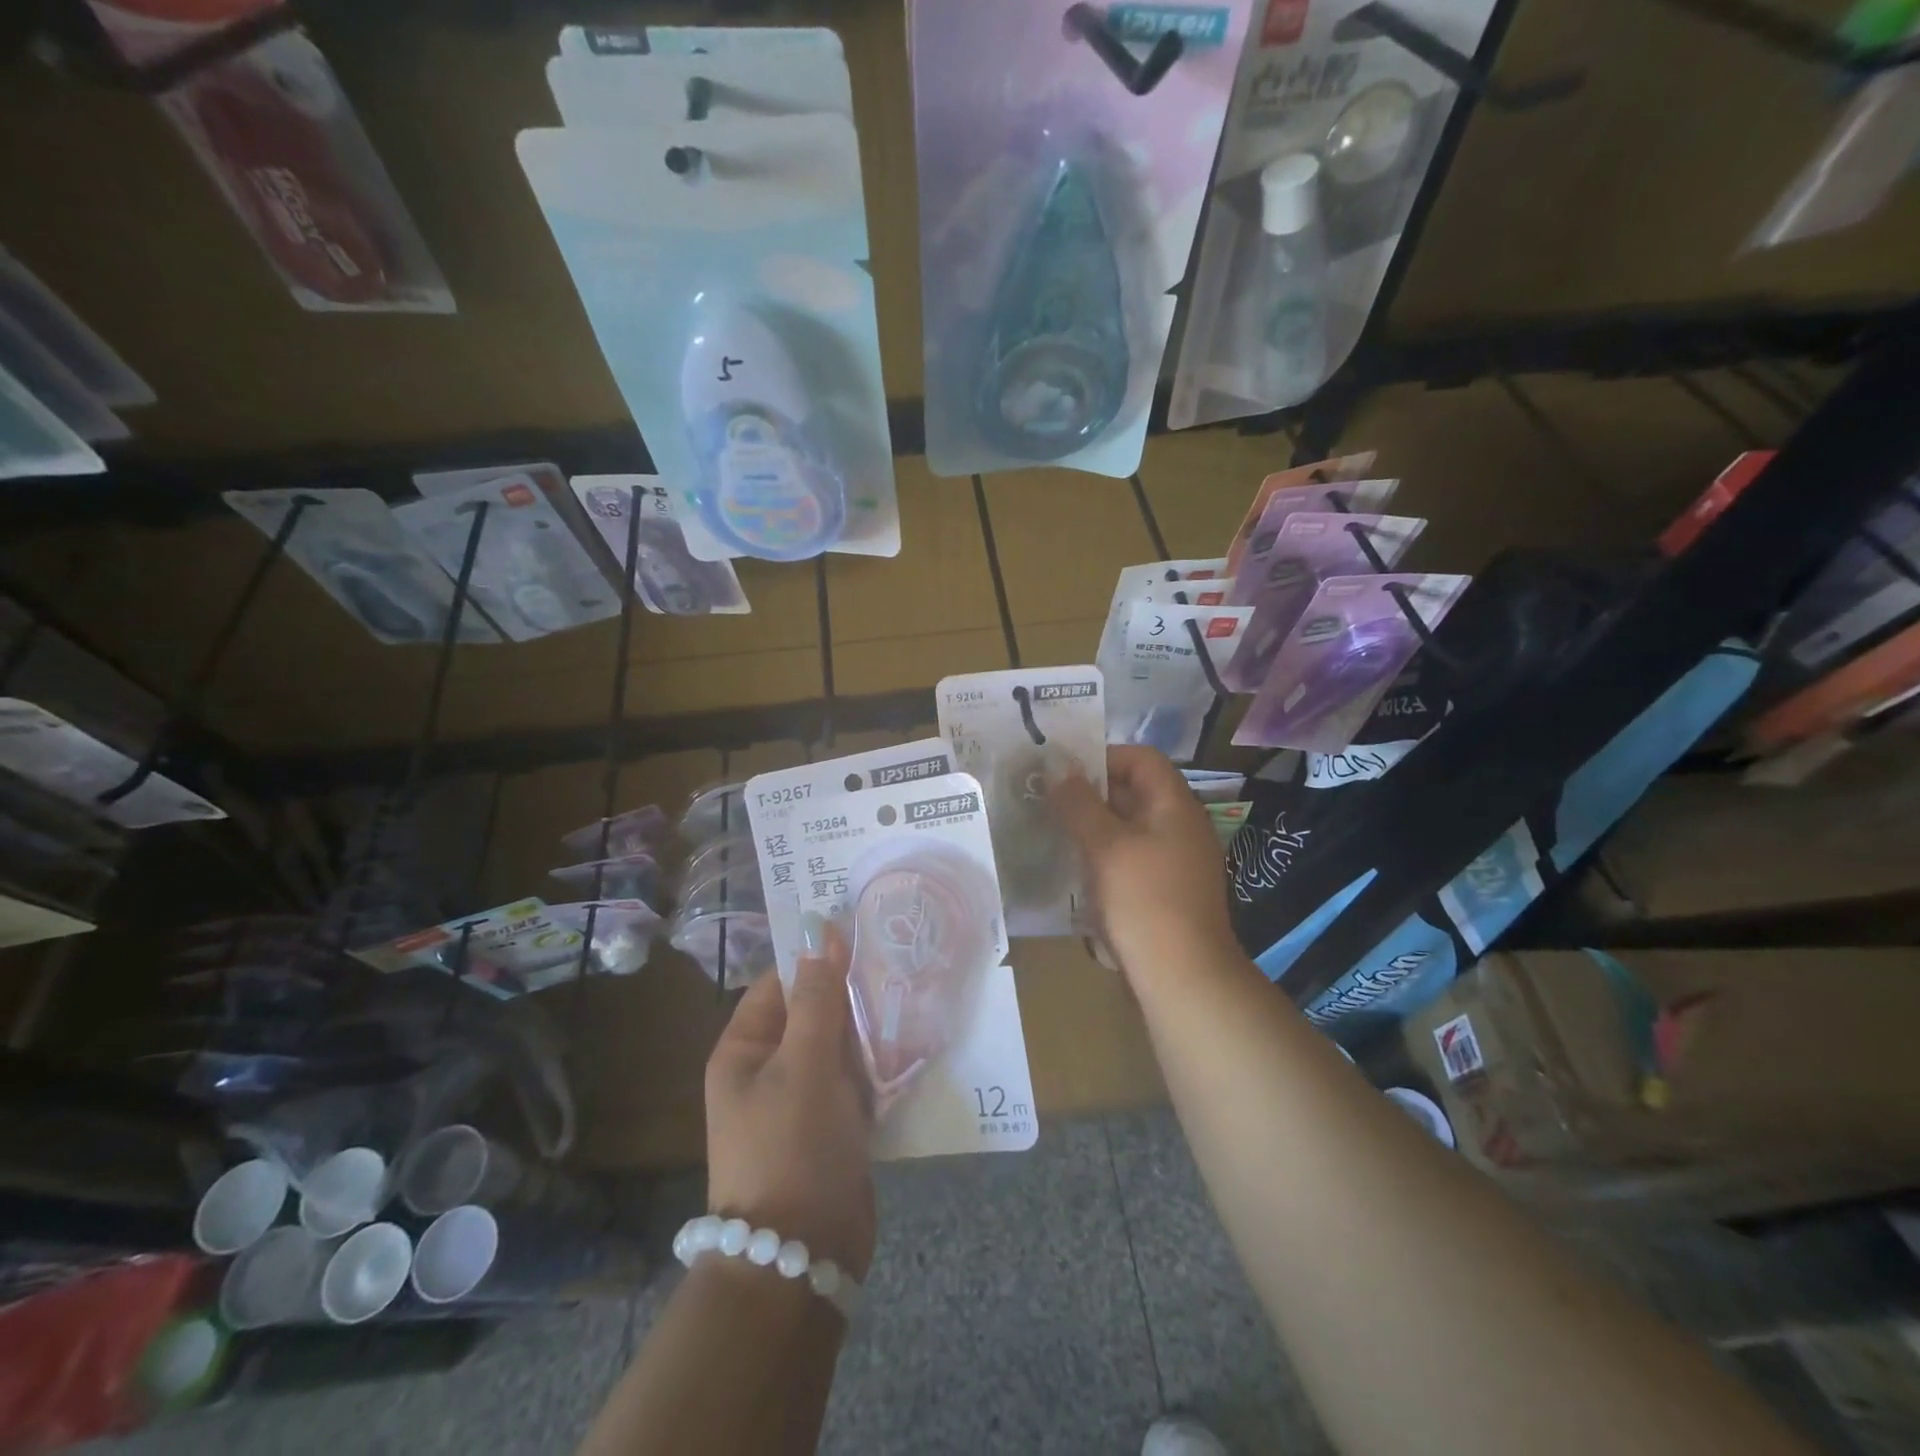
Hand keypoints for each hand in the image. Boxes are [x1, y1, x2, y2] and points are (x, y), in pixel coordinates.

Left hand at [704, 918, 876, 1278]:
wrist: (802, 1258)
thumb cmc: (792, 1148)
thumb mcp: (805, 1064)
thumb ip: (817, 997)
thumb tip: (820, 930)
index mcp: (745, 1050)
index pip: (780, 983)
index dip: (817, 957)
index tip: (864, 934)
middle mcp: (769, 1070)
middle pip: (813, 1012)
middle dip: (852, 993)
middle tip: (899, 963)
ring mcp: (802, 1100)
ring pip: (840, 1045)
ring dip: (870, 1028)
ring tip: (913, 996)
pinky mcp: (833, 1126)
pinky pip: (856, 1080)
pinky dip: (879, 1065)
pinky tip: (912, 1045)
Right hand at [1051, 745, 1237, 984]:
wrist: (1183, 978)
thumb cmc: (1144, 901)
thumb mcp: (1105, 846)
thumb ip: (1079, 803)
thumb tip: (1059, 768)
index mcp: (1176, 807)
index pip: (1142, 759)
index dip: (1103, 757)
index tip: (1064, 772)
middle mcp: (1182, 828)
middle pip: (1135, 792)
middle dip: (1091, 794)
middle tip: (1048, 801)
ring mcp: (1177, 862)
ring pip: (1129, 829)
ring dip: (1094, 827)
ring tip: (1055, 832)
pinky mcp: (1166, 893)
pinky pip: (1132, 859)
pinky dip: (1104, 856)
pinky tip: (1077, 871)